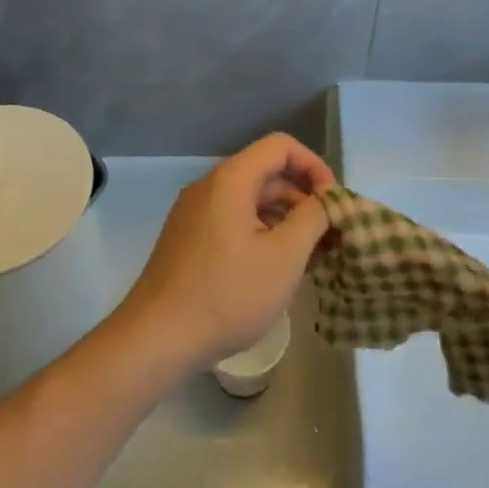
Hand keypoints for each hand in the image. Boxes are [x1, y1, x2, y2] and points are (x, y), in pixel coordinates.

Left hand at [115, 134, 334, 372]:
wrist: (155, 341)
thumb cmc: (227, 295)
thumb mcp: (285, 256)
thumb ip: (313, 218)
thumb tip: (325, 201)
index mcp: (230, 180)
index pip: (281, 147)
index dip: (314, 166)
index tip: (332, 202)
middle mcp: (209, 188)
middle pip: (266, 173)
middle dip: (303, 198)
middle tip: (330, 234)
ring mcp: (194, 215)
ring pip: (251, 201)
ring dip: (285, 219)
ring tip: (311, 257)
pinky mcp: (188, 240)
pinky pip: (234, 221)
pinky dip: (262, 234)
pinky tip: (277, 269)